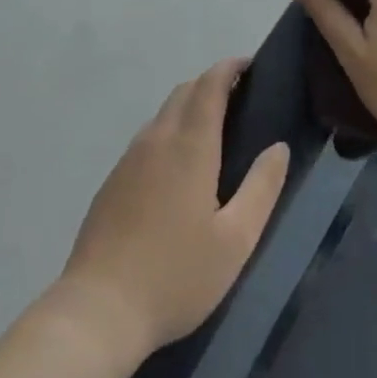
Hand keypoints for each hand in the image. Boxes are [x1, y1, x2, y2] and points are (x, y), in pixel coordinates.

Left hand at [55, 60, 288, 358]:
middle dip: (211, 84)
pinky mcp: (112, 182)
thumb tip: (278, 147)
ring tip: (214, 130)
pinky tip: (178, 167)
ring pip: (162, 114)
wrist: (98, 312)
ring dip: (189, 107)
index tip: (249, 65)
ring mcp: (128, 160)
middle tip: (240, 98)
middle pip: (184, 92)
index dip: (229, 68)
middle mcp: (156, 140)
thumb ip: (262, 187)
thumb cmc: (176, 275)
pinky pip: (146, 139)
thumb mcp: (236, 239)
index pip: (209, 86)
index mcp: (190, 146)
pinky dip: (169, 131)